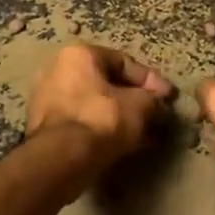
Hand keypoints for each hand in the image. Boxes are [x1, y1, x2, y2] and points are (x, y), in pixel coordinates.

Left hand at [26, 43, 174, 171]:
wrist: (62, 159)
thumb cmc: (102, 120)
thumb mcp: (140, 106)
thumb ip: (153, 101)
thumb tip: (158, 106)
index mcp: (79, 54)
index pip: (124, 62)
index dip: (151, 80)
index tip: (169, 98)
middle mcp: (58, 70)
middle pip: (107, 84)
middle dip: (135, 101)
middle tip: (156, 116)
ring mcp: (48, 100)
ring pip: (96, 106)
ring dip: (121, 118)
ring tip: (145, 135)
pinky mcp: (46, 128)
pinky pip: (84, 123)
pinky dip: (104, 131)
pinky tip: (125, 145)